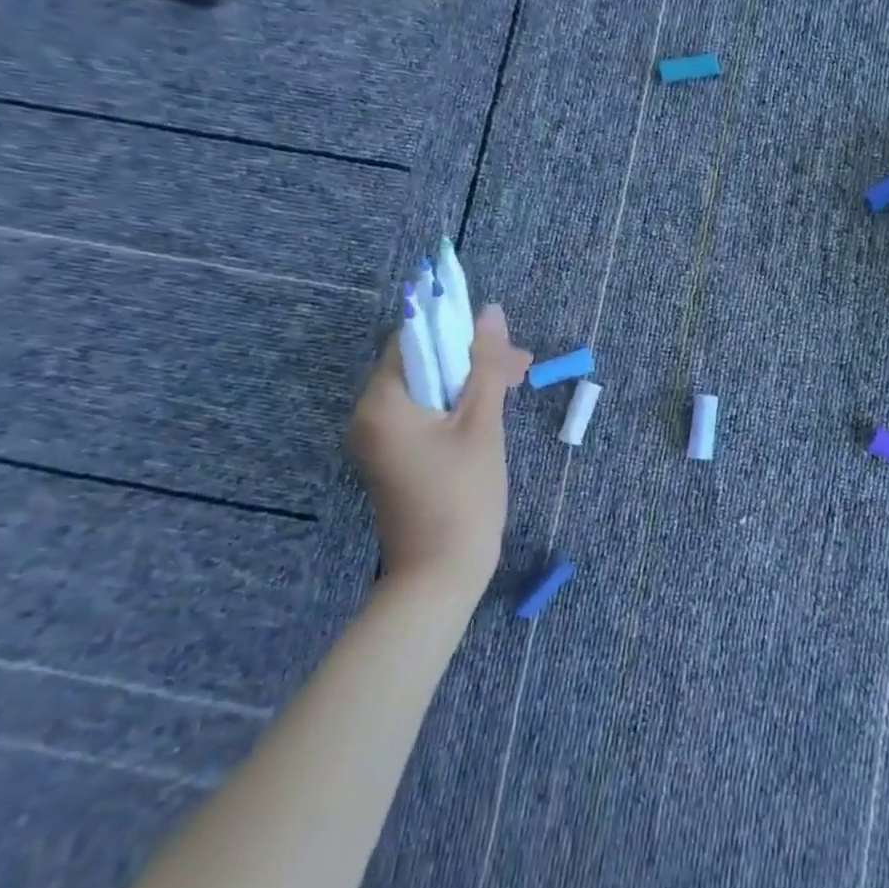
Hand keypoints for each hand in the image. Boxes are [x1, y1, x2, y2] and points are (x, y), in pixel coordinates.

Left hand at [346, 304, 531, 594]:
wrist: (440, 575)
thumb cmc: (464, 496)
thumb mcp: (482, 423)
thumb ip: (486, 365)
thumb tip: (492, 312)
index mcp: (382, 402)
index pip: (415, 338)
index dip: (459, 330)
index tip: (503, 341)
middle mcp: (368, 415)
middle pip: (422, 362)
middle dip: (472, 358)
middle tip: (521, 368)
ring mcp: (377, 438)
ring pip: (427, 388)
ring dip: (469, 381)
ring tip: (514, 386)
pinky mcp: (392, 456)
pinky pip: (423, 413)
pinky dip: (455, 405)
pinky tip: (490, 409)